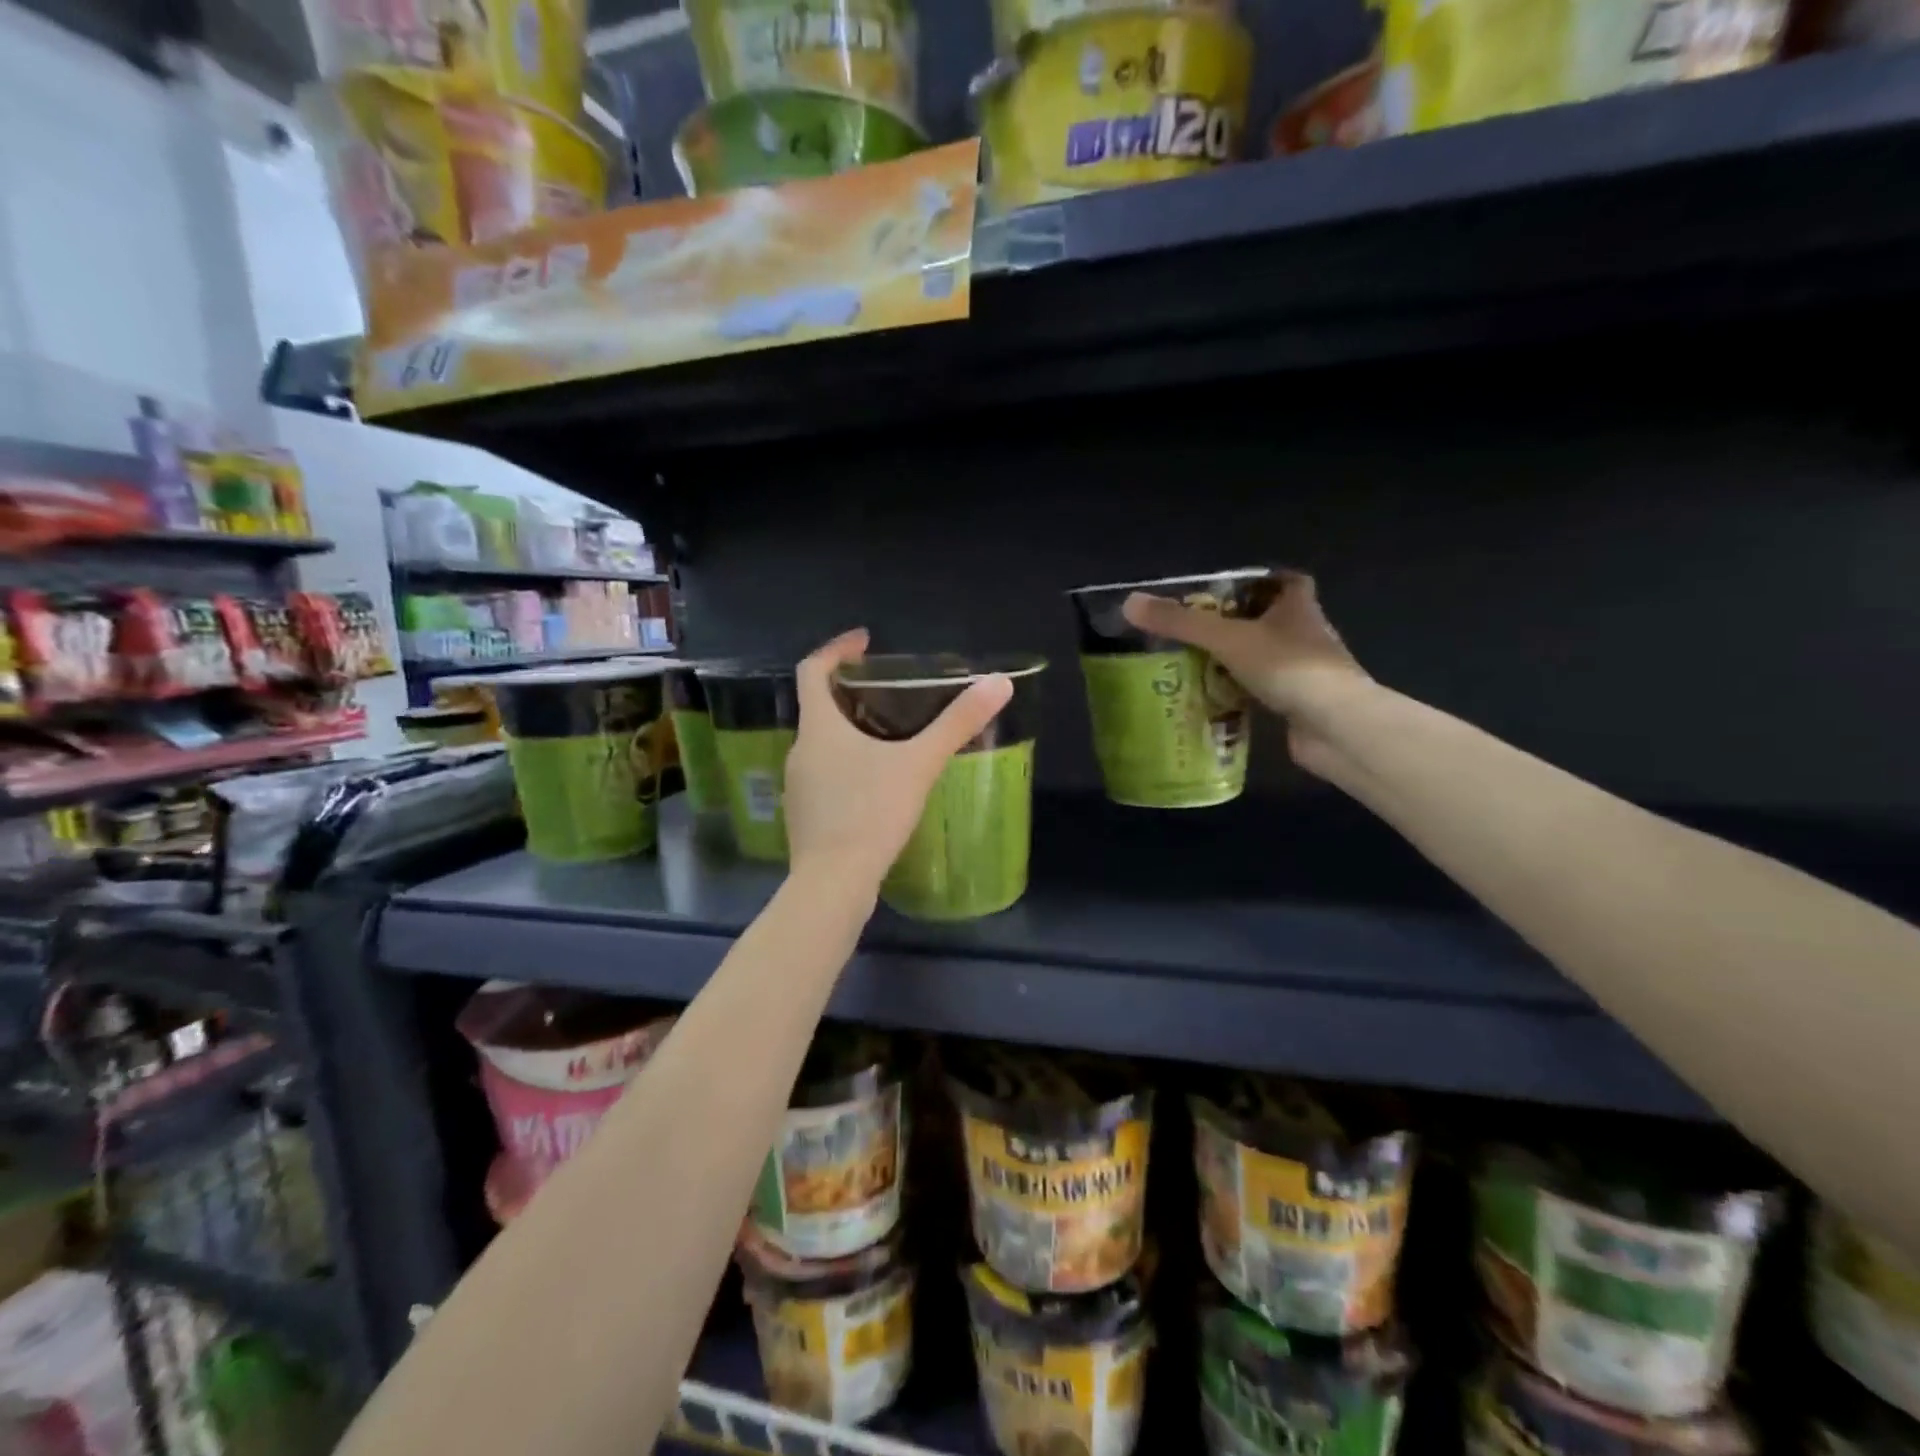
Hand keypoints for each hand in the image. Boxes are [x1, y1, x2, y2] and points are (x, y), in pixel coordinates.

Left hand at [784, 629, 1013, 890]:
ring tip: (890, 737)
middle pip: (819, 708)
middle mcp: (800, 751)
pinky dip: (848, 767)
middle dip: (851, 693)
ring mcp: (798, 786)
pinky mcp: (805, 816)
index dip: (836, 649)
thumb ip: (957, 723)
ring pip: (822, 745)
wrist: (833, 883)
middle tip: (889, 692)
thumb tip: (999, 683)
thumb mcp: (919, 763)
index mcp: (819, 728)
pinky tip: (877, 785)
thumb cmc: (871, 813)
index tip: (864, 642)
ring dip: (850, 732)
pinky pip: (825, 776)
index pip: (811, 670)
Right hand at [1120, 572, 1368, 775]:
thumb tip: (1129, 604)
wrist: (1335, 725)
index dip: (1260, 581)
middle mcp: (1307, 634)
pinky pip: (1265, 691)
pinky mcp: (1300, 703)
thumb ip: (1180, 623)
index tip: (1226, 590)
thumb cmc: (1287, 667)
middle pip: (1272, 619)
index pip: (1286, 581)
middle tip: (1196, 630)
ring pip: (1267, 657)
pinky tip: (1214, 700)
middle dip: (1238, 623)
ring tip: (1195, 664)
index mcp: (1298, 606)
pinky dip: (1242, 693)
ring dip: (1238, 660)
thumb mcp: (1226, 639)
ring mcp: (1306, 671)